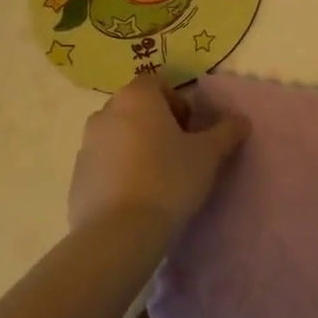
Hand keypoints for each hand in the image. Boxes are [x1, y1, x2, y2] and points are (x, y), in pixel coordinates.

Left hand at [67, 78, 249, 236]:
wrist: (119, 234)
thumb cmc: (168, 179)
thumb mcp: (209, 154)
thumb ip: (227, 131)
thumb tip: (241, 120)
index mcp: (136, 97)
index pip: (158, 83)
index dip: (178, 103)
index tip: (191, 131)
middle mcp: (105, 113)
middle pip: (137, 108)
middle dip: (158, 125)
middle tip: (179, 154)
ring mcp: (86, 146)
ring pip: (119, 136)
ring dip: (137, 148)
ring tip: (158, 179)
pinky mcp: (76, 178)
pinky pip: (104, 164)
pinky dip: (120, 172)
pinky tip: (137, 199)